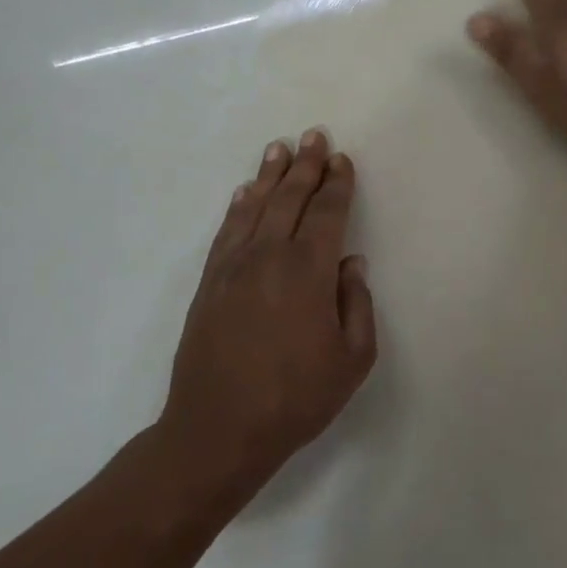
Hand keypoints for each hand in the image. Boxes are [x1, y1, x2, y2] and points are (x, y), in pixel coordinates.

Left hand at [159, 130, 376, 502]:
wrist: (217, 431)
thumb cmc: (296, 398)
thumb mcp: (353, 359)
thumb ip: (357, 303)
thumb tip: (351, 263)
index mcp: (309, 272)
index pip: (327, 214)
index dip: (337, 184)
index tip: (342, 160)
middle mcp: (269, 257)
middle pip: (290, 199)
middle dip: (306, 166)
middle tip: (315, 136)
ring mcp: (233, 268)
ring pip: (256, 208)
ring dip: (270, 176)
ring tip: (280, 149)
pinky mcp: (209, 284)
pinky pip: (227, 232)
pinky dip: (238, 206)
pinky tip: (246, 192)